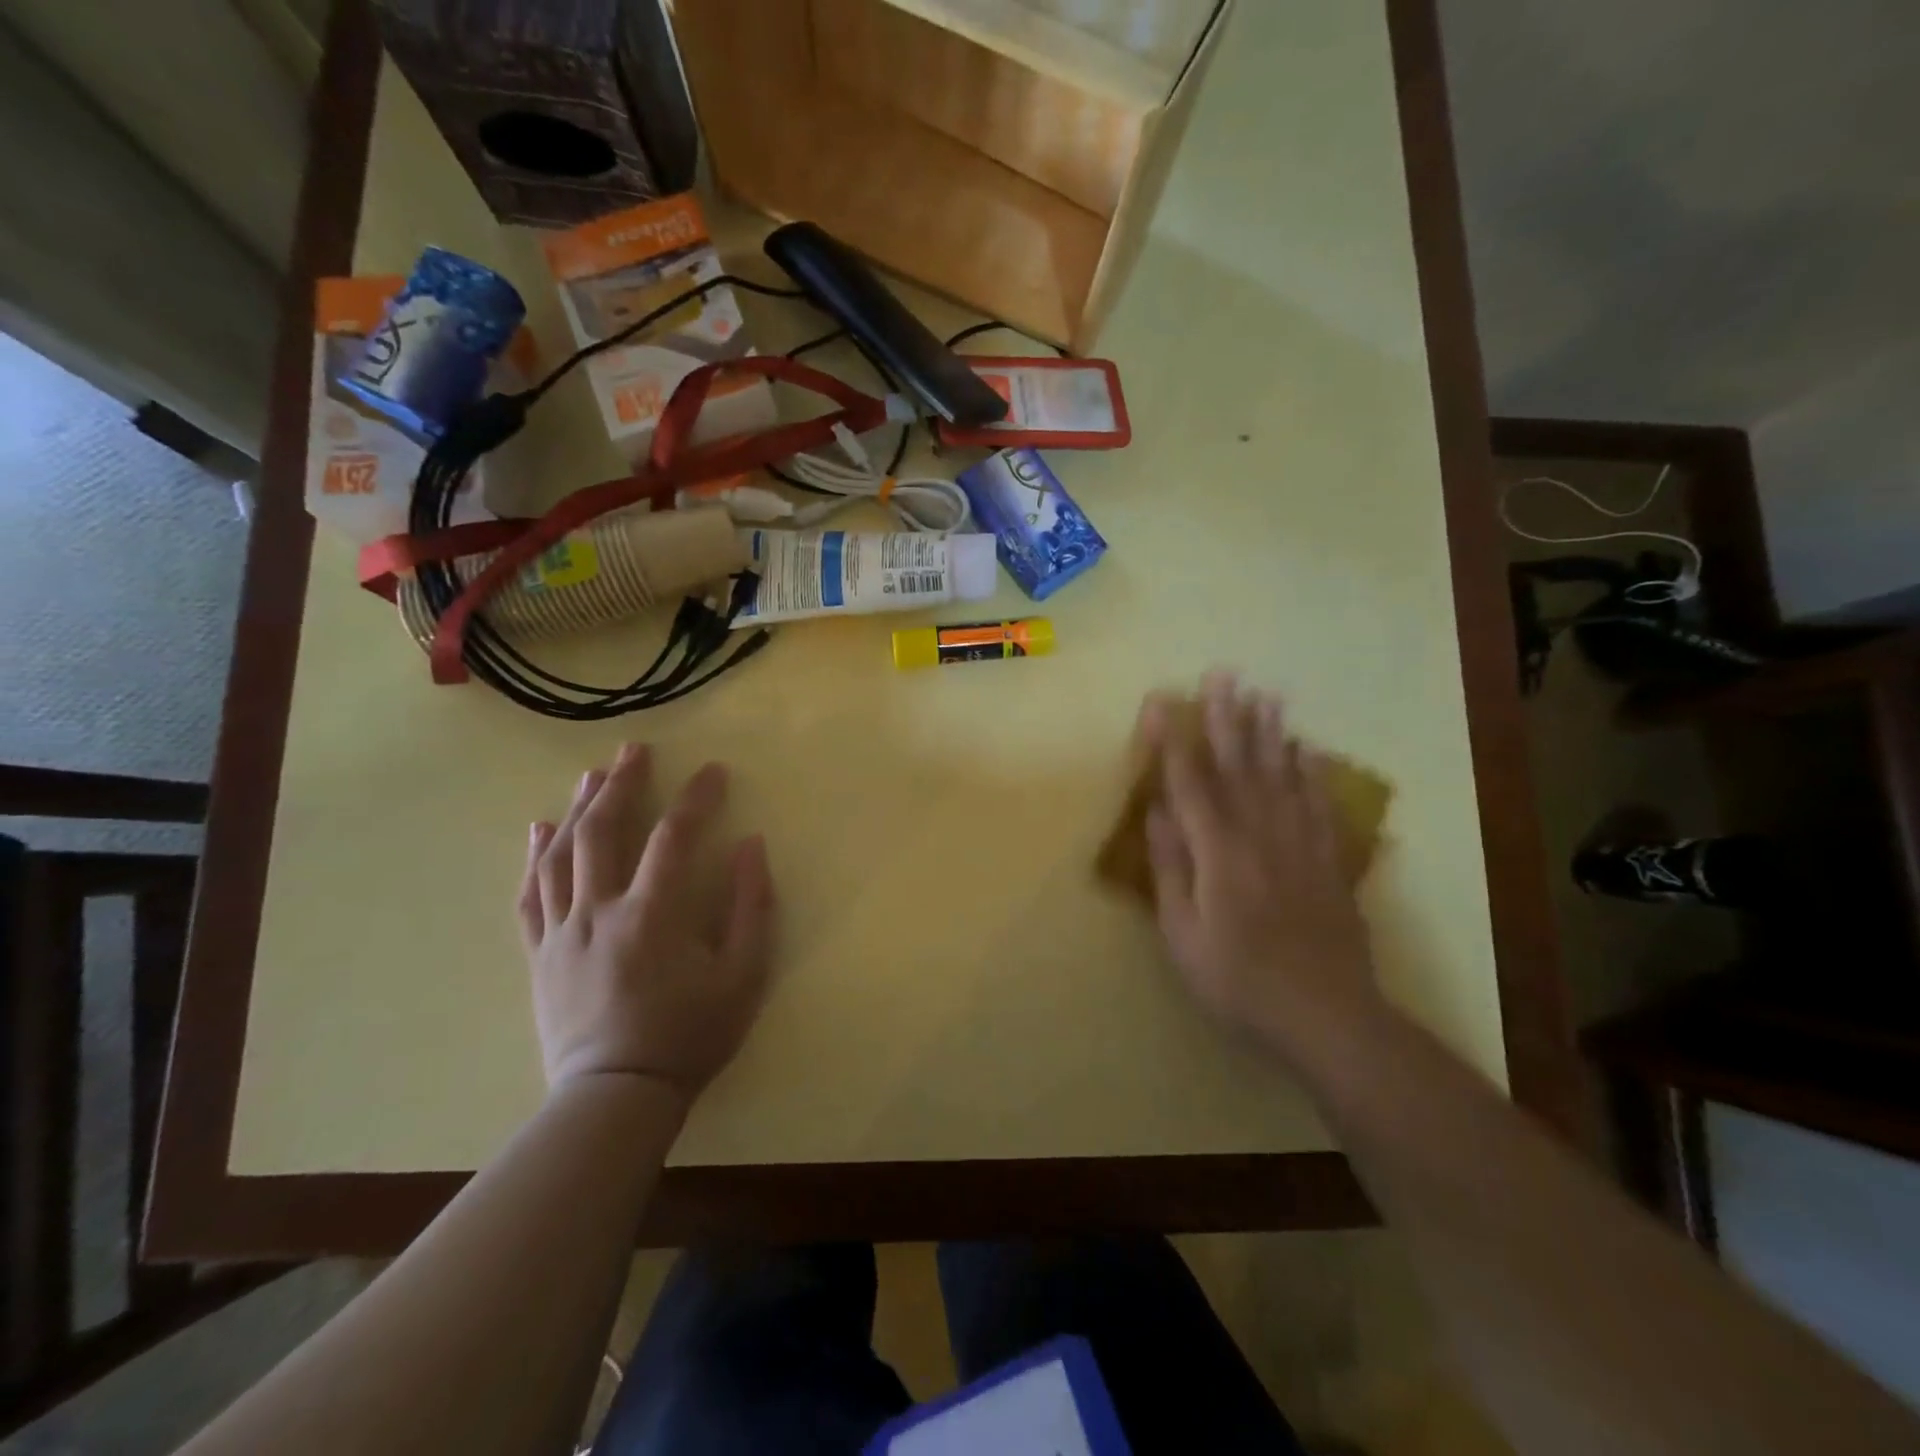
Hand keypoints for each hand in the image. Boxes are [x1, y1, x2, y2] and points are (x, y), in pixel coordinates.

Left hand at [518, 745, 775, 1101]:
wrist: (616, 1097)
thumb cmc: (689, 1036)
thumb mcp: (744, 977)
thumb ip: (751, 906)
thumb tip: (750, 846)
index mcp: (653, 915)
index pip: (675, 837)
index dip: (696, 798)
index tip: (713, 771)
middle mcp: (600, 912)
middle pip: (604, 832)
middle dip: (621, 784)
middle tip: (634, 750)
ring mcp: (563, 932)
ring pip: (561, 856)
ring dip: (578, 808)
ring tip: (591, 774)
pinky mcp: (541, 954)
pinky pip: (530, 896)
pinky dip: (534, 857)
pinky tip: (538, 830)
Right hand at [1143, 674, 1384, 1058]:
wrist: (1327, 1016)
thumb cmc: (1238, 980)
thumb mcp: (1183, 933)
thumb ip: (1170, 868)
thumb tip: (1157, 812)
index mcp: (1218, 851)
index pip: (1189, 782)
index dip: (1174, 739)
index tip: (1163, 701)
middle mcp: (1260, 833)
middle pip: (1239, 765)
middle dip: (1227, 717)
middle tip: (1223, 675)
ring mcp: (1300, 843)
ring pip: (1281, 775)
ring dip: (1270, 732)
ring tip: (1265, 694)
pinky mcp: (1329, 860)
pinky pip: (1319, 803)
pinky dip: (1312, 772)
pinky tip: (1307, 750)